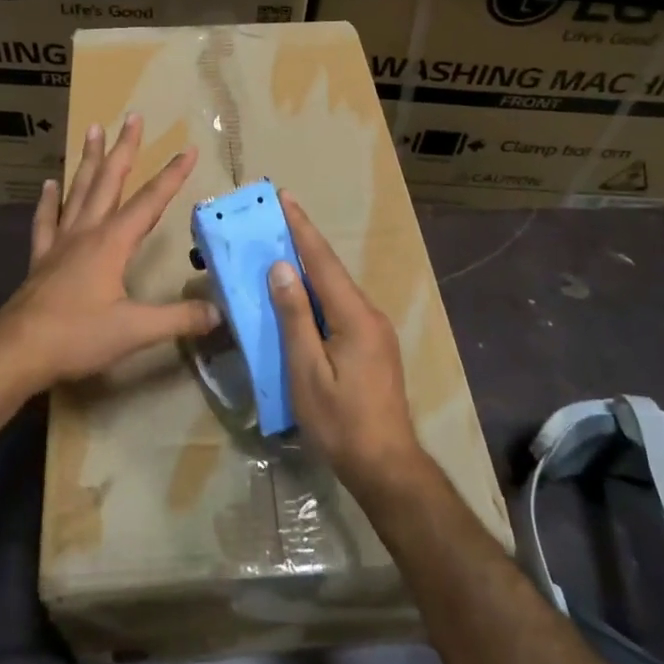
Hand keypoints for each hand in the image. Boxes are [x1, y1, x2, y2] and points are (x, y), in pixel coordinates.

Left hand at [0, 113, 218, 396]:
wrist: (17, 350)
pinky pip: (46, 220)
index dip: (172, 175)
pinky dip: (49, 200)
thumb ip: (178, 319)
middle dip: (124, 148)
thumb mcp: (136, 330)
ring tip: (93, 129)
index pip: (150, 201)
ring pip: (78, 191)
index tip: (189, 149)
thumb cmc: (77, 335)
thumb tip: (218, 314)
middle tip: (132, 117)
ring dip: (89, 160)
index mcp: (112, 242)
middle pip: (109, 181)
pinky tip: (49, 183)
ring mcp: (60, 242)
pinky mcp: (41, 258)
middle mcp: (87, 232)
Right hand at [269, 193, 430, 497]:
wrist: (386, 465)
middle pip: (331, 271)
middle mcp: (370, 314)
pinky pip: (341, 307)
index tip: (285, 197)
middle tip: (277, 218)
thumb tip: (281, 269)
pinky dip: (318, 293)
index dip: (302, 228)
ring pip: (337, 289)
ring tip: (282, 251)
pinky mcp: (374, 346)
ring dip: (310, 268)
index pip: (322, 261)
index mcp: (354, 316)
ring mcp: (375, 331)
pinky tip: (302, 296)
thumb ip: (295, 317)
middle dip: (304, 242)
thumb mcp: (307, 371)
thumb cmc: (340, 422)